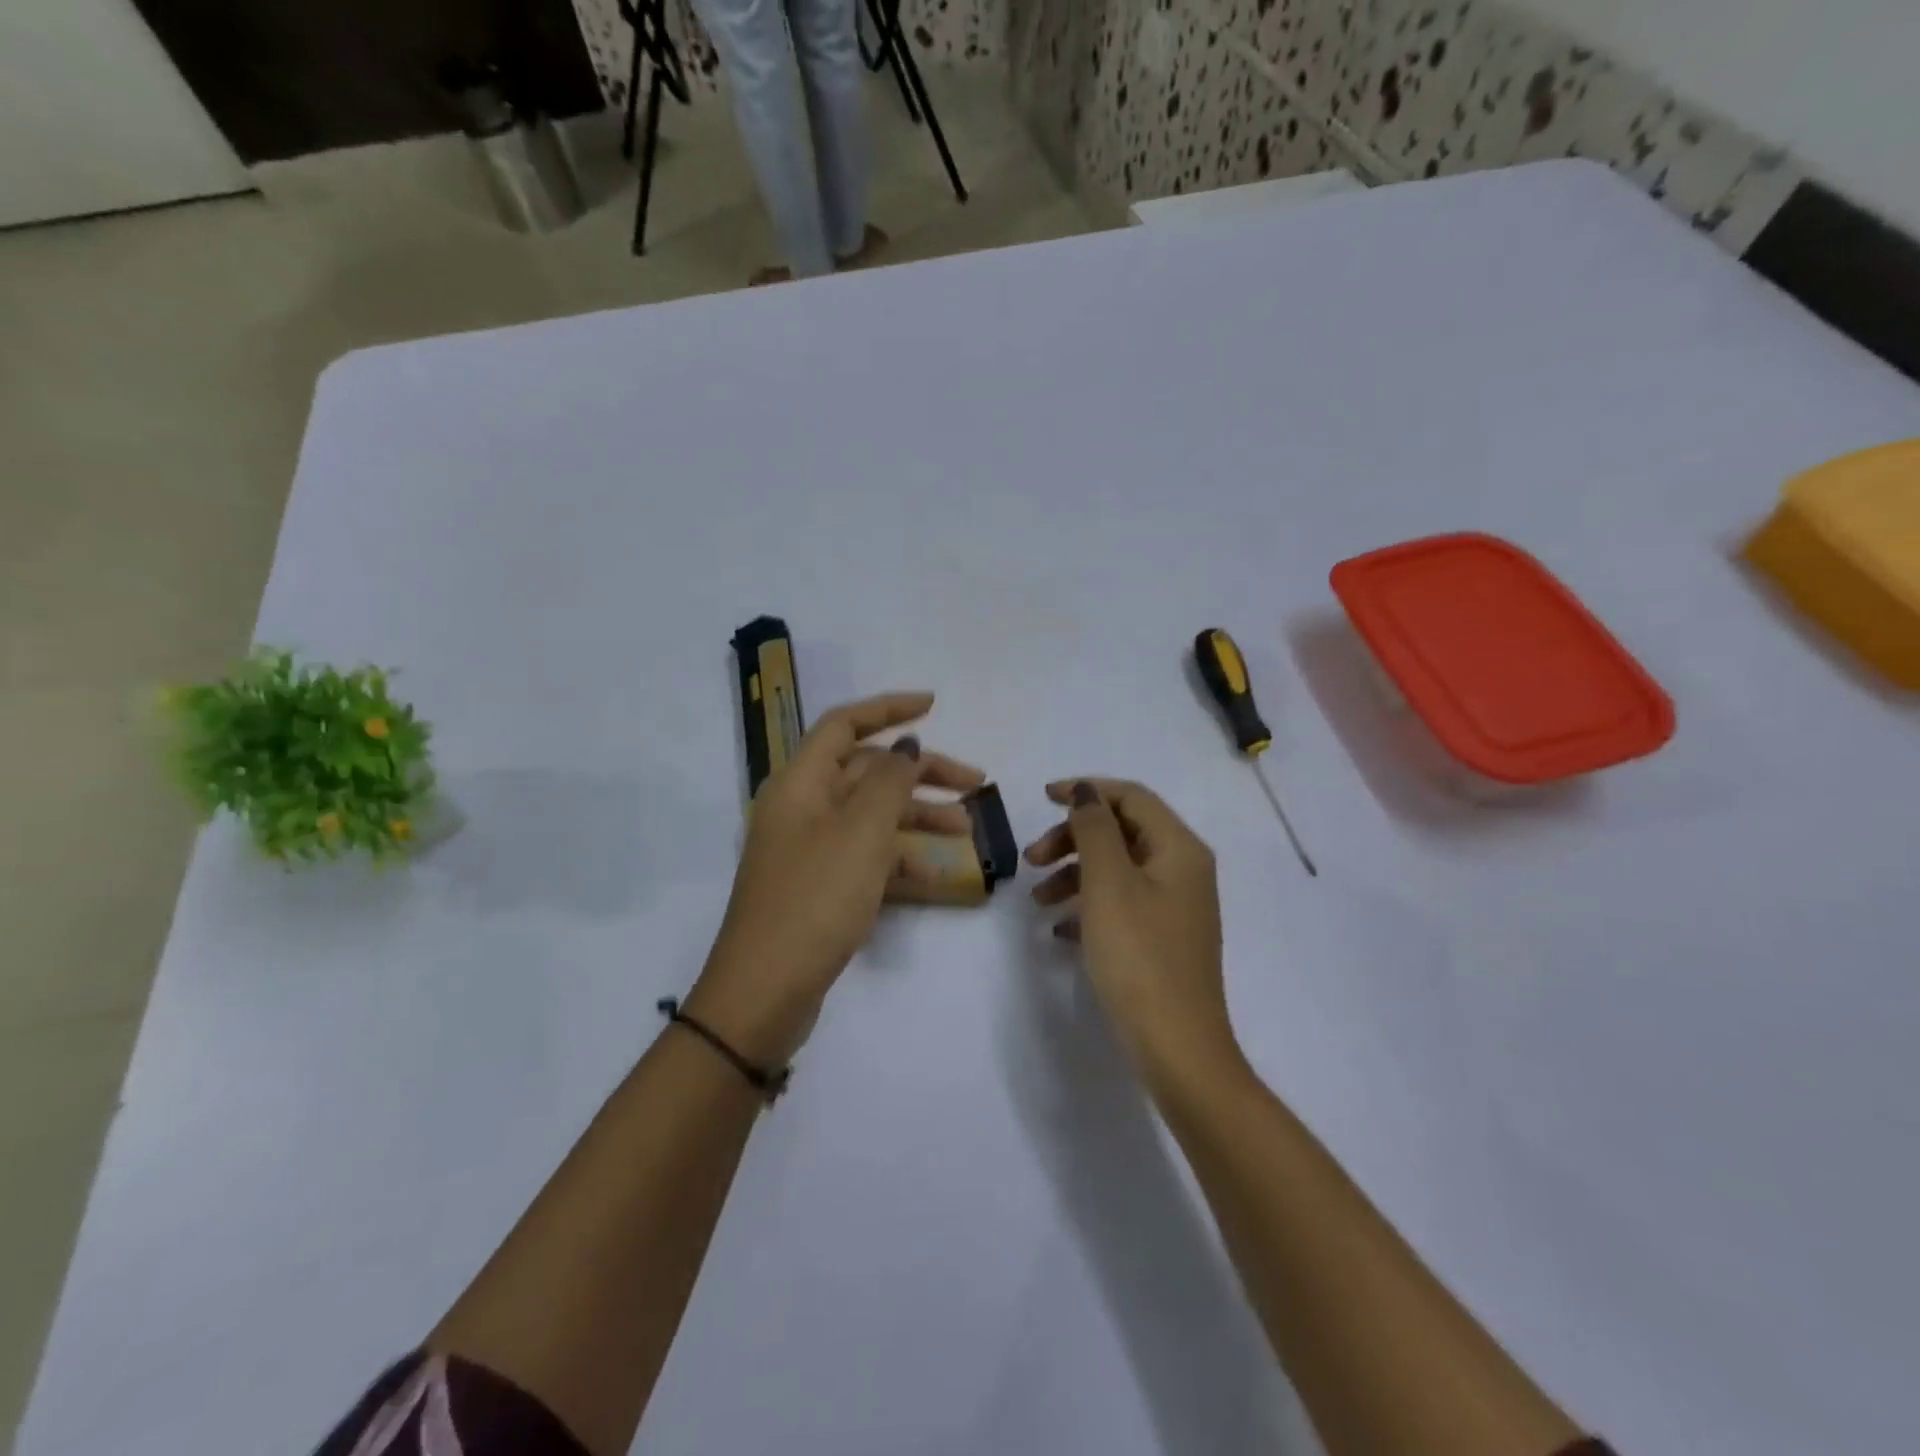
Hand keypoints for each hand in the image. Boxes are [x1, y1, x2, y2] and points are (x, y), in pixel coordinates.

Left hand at [688, 692, 983, 1064]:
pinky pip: (866, 856)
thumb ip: (890, 782)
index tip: (934, 705)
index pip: (845, 724)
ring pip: (872, 815)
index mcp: (800, 783)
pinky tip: (938, 875)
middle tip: (975, 784)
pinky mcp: (820, 885)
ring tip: (968, 831)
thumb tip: (907, 748)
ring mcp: (810, 849)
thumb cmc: (815, 899)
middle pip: (867, 771)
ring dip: (918, 817)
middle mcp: (802, 807)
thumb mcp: (861, 833)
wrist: (765, 991)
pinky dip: (900, 858)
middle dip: (921, 774)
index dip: (889, 708)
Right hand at [1025, 779, 1241, 1083]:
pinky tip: (1060, 928)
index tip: (1042, 799)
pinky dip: (1088, 905)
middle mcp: (1183, 869)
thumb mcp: (1109, 884)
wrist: (1176, 1046)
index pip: (1131, 797)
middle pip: (1122, 832)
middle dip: (1073, 838)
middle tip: (1031, 859)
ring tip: (1037, 900)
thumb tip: (1087, 793)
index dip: (1086, 790)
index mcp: (1179, 848)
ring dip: (1074, 873)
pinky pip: (1121, 904)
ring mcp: (1175, 906)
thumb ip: (1095, 830)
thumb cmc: (1139, 955)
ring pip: (1118, 869)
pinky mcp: (1163, 938)